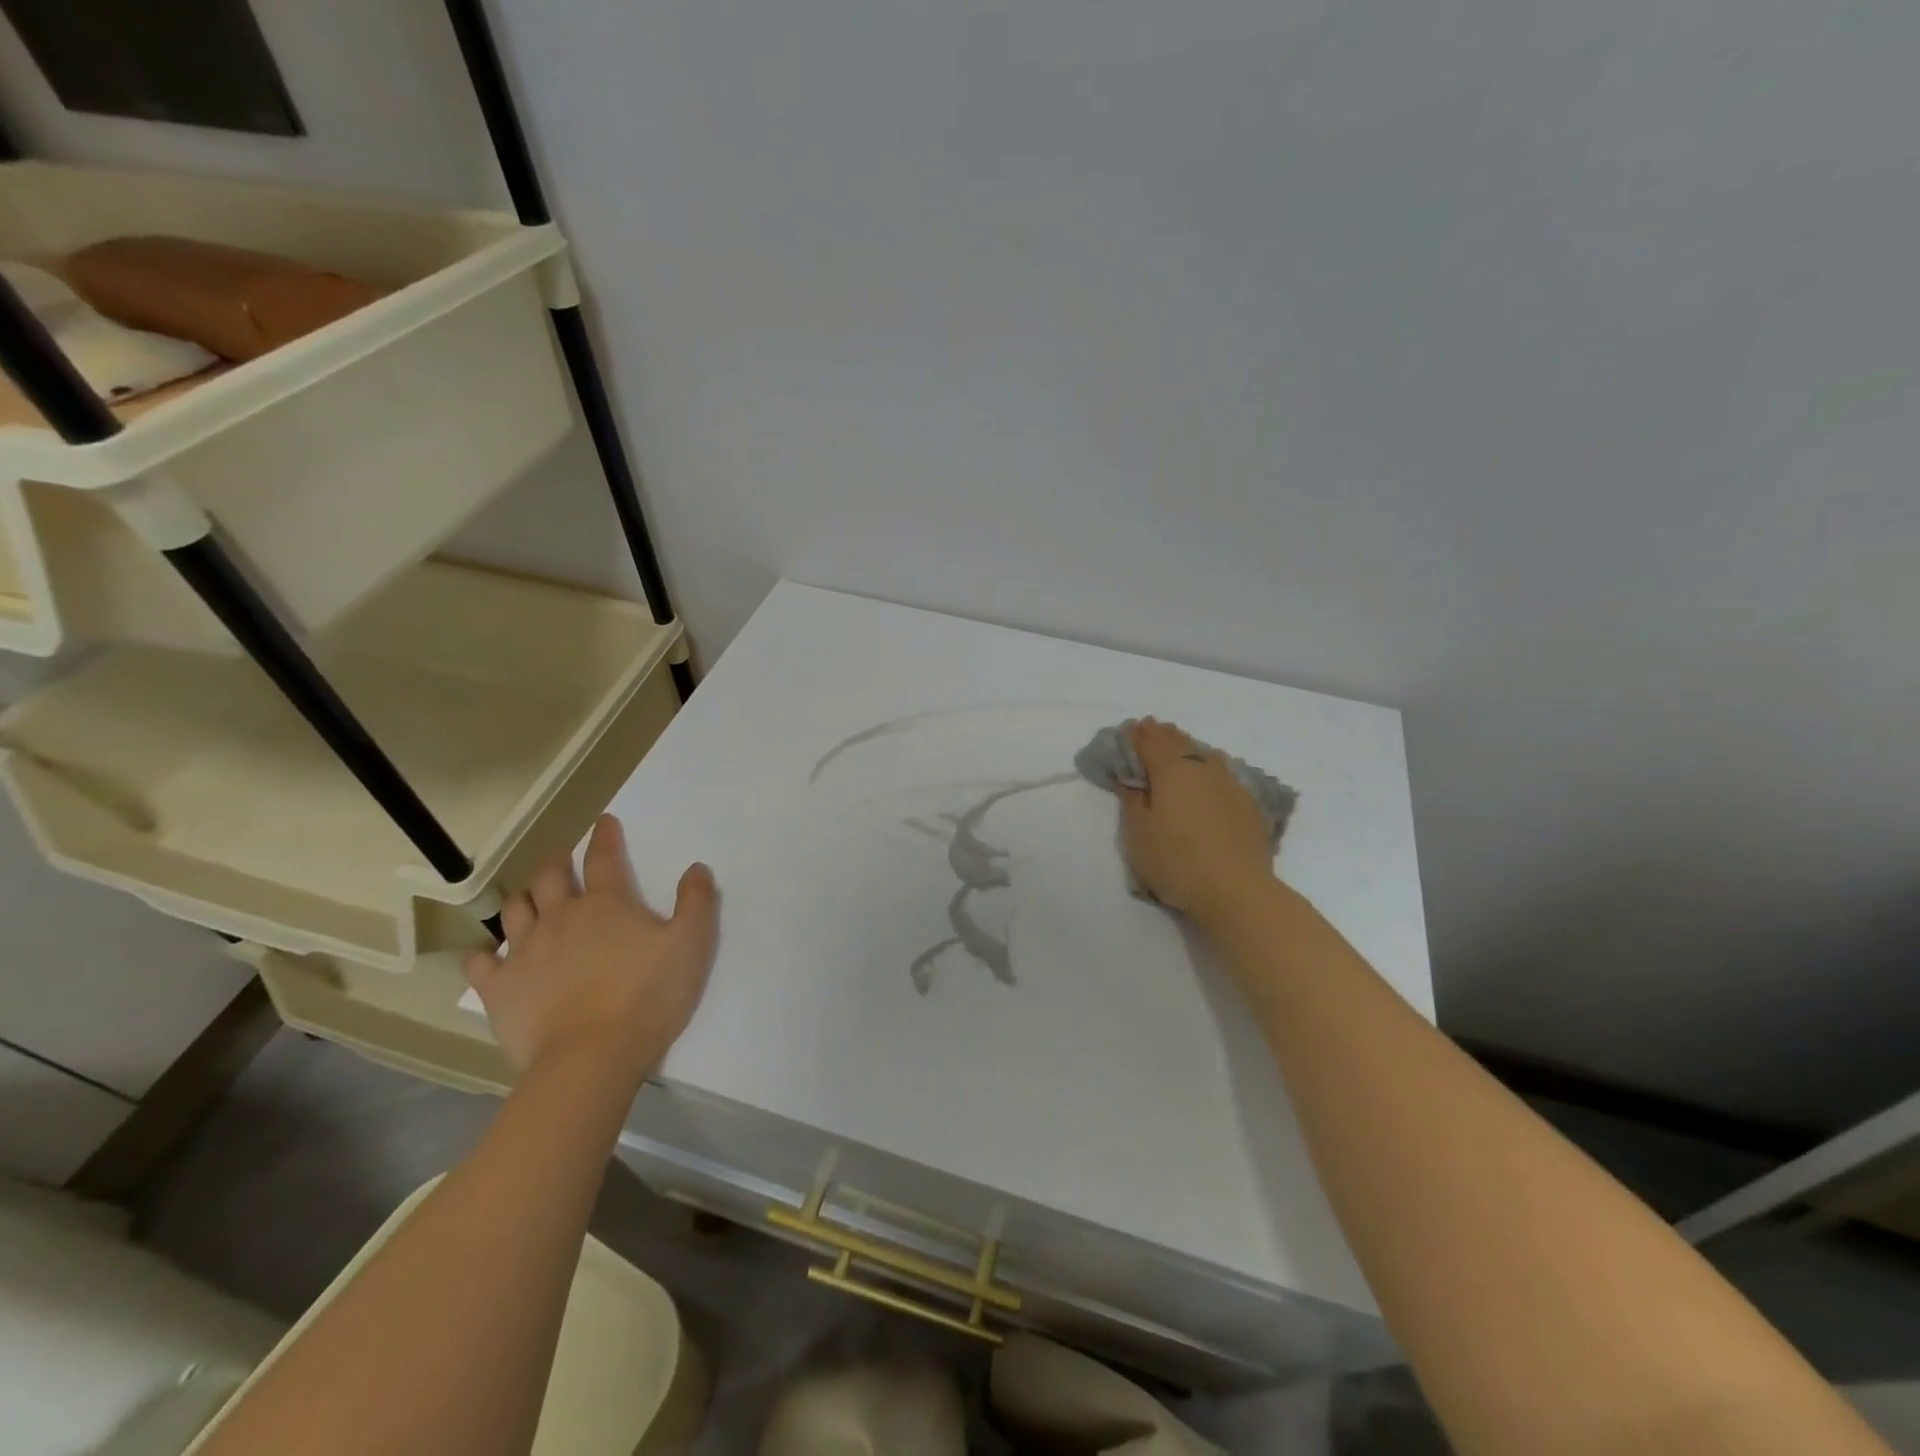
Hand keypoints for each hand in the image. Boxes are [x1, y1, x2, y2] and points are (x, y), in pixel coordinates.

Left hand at [464, 815, 717, 1086]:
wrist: (591, 1056)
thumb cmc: (648, 996)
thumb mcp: (691, 945)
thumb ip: (696, 902)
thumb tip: (696, 868)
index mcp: (607, 904)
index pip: (604, 858)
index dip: (605, 837)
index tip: (604, 822)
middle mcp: (561, 917)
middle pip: (551, 877)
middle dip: (556, 862)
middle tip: (561, 858)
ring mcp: (525, 951)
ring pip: (515, 910)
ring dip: (523, 899)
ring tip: (529, 900)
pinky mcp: (500, 988)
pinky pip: (480, 963)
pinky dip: (483, 955)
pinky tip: (487, 956)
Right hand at [1119, 718, 1274, 919]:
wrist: (1236, 891)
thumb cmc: (1175, 860)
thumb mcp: (1138, 833)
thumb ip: (1132, 800)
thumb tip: (1130, 778)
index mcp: (1171, 770)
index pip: (1149, 743)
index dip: (1136, 736)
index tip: (1127, 730)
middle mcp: (1203, 768)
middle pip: (1179, 743)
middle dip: (1162, 735)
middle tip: (1151, 729)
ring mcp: (1230, 784)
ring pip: (1205, 755)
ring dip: (1188, 748)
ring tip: (1179, 749)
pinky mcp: (1249, 804)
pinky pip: (1223, 775)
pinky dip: (1209, 769)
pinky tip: (1208, 778)